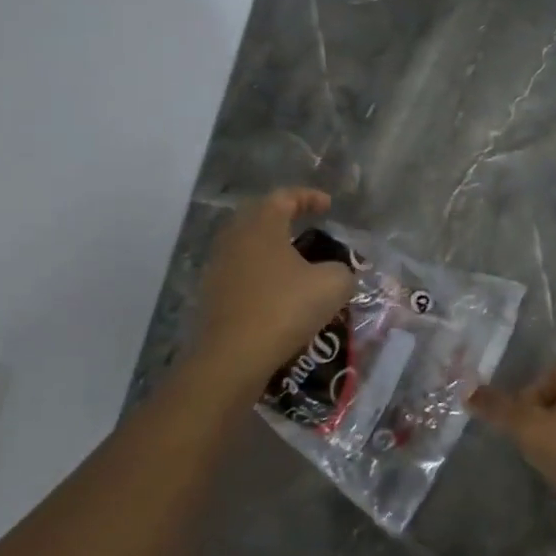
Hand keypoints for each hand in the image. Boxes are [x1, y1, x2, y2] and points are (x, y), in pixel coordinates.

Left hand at [193, 188, 355, 396]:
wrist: (233, 357)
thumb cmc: (285, 309)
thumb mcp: (332, 285)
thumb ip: (342, 270)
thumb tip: (336, 272)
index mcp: (262, 226)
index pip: (284, 197)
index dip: (309, 197)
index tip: (328, 206)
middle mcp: (235, 239)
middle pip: (259, 216)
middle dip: (285, 218)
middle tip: (307, 225)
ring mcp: (219, 267)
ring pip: (248, 245)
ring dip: (271, 247)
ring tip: (296, 261)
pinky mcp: (212, 295)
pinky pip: (241, 272)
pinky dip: (261, 273)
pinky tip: (279, 291)